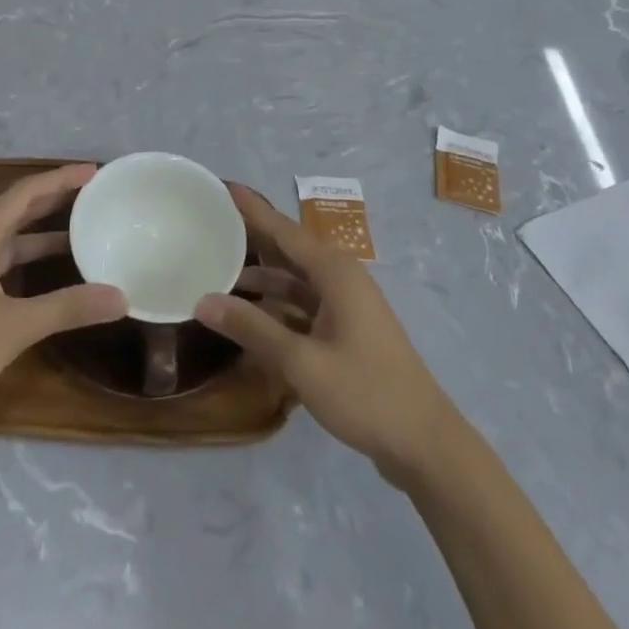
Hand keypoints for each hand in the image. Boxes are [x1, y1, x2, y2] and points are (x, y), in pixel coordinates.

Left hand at [0, 164, 126, 425]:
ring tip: (81, 232)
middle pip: (17, 210)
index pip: (26, 192)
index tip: (94, 171)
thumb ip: (68, 307)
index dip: (60, 178)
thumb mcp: (15, 326)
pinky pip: (3, 265)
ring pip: (10, 241)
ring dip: (42, 235)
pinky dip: (29, 263)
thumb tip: (121, 297)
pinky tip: (49, 278)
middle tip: (94, 195)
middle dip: (54, 200)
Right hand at [197, 183, 459, 483]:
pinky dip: (279, 304)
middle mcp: (341, 279)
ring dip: (264, 277)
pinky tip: (252, 315)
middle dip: (254, 236)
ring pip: (296, 280)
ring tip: (221, 270)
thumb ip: (252, 328)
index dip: (252, 209)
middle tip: (214, 223)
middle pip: (289, 250)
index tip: (223, 185)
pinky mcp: (348, 330)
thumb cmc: (365, 393)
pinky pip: (305, 304)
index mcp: (334, 273)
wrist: (425, 443)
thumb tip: (203, 300)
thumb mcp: (301, 363)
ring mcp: (347, 305)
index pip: (283, 230)